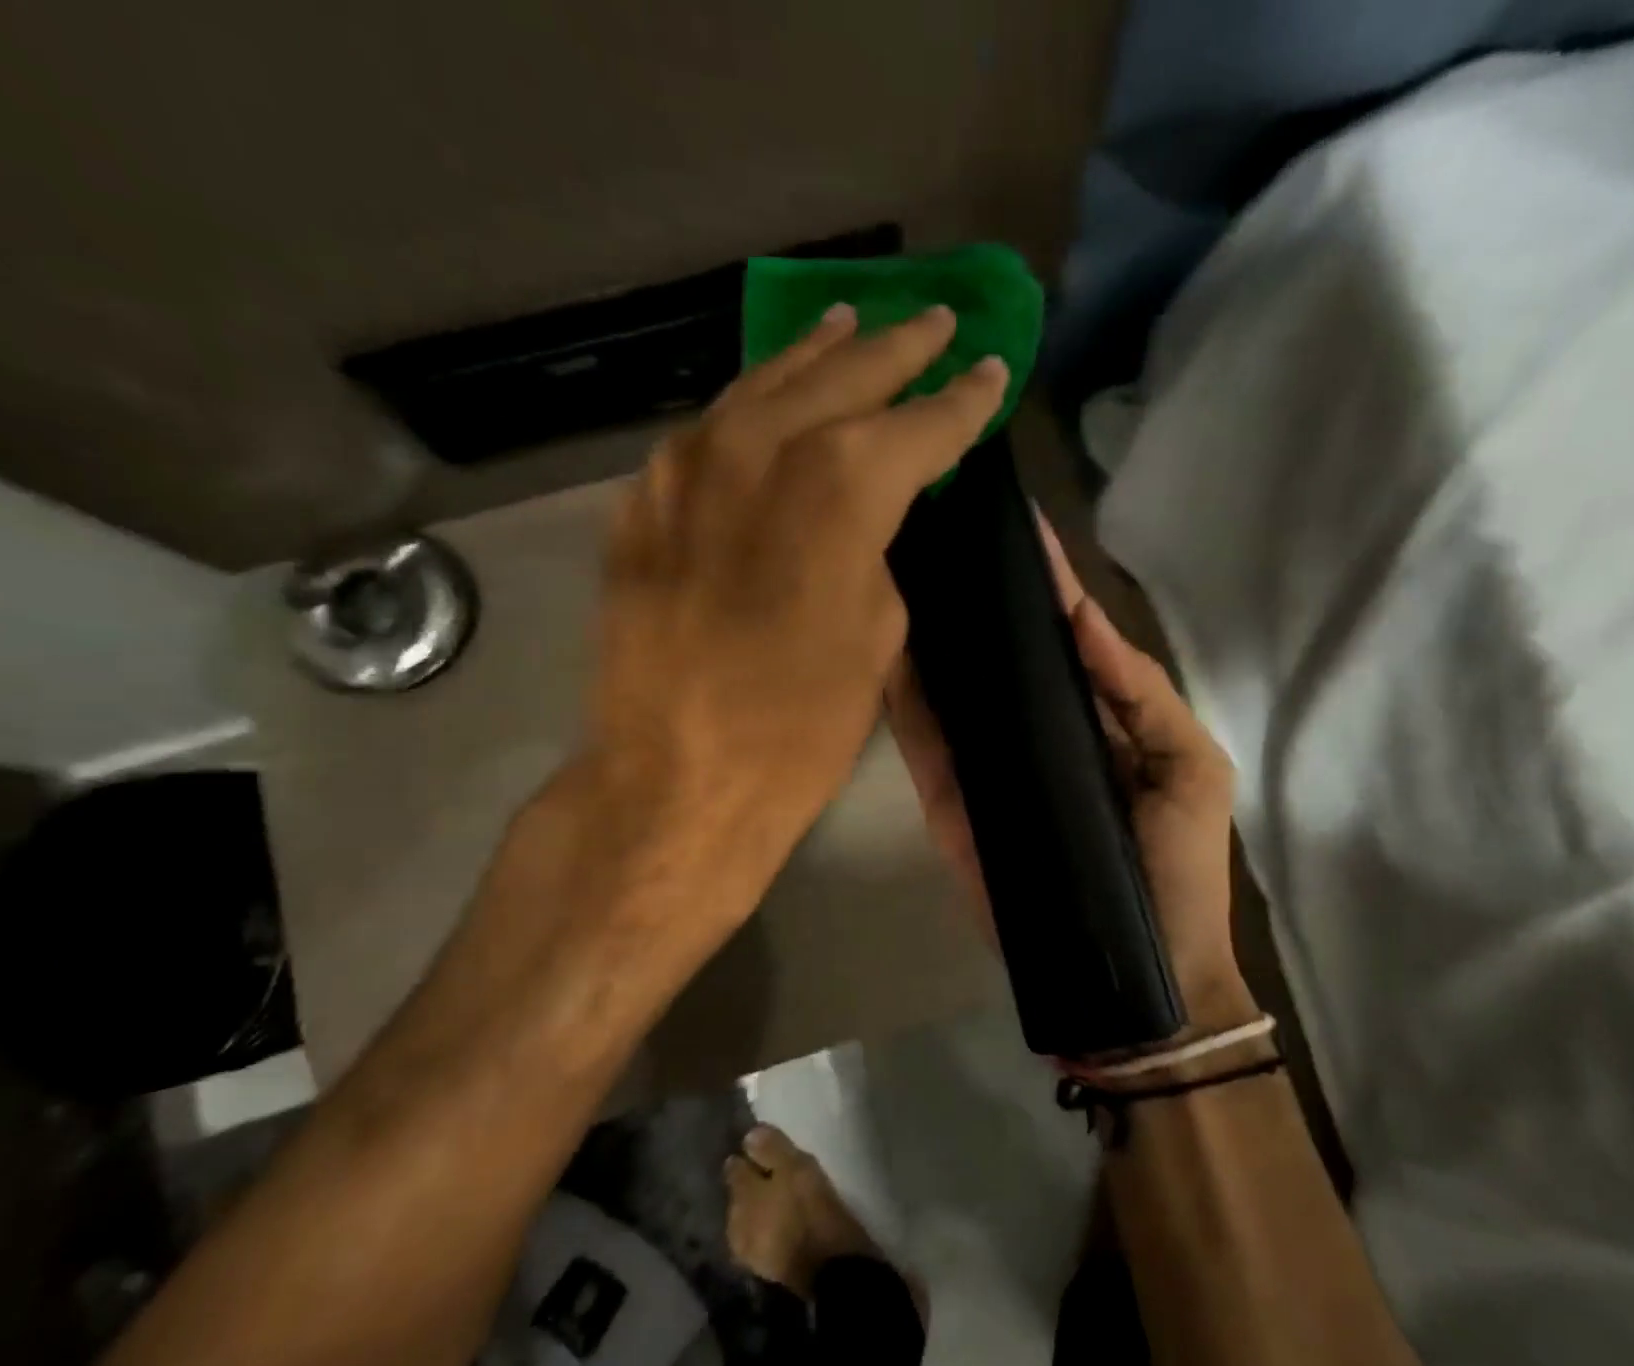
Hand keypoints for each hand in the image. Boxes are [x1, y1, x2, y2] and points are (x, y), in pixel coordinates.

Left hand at [541, 303, 1007, 982]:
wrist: (677, 775)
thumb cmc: (801, 723)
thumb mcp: (879, 634)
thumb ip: (878, 551)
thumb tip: (867, 520)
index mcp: (842, 485)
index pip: (921, 423)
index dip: (963, 398)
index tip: (989, 368)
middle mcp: (762, 449)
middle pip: (842, 375)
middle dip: (896, 347)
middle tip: (934, 321)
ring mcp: (689, 466)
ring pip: (764, 386)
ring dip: (815, 356)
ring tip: (848, 326)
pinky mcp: (645, 500)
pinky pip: (708, 433)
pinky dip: (749, 410)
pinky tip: (767, 403)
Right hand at [885, 523, 1258, 1033]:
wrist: (1133, 974)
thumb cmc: (1179, 868)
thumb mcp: (1190, 767)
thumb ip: (1138, 690)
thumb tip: (1081, 613)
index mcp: (1092, 710)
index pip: (1059, 630)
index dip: (1038, 575)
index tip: (1003, 512)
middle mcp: (1032, 726)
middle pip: (996, 649)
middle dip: (969, 591)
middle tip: (927, 521)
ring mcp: (987, 763)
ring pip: (950, 686)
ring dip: (927, 632)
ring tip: (892, 564)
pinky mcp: (951, 801)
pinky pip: (922, 742)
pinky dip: (899, 697)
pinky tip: (877, 643)